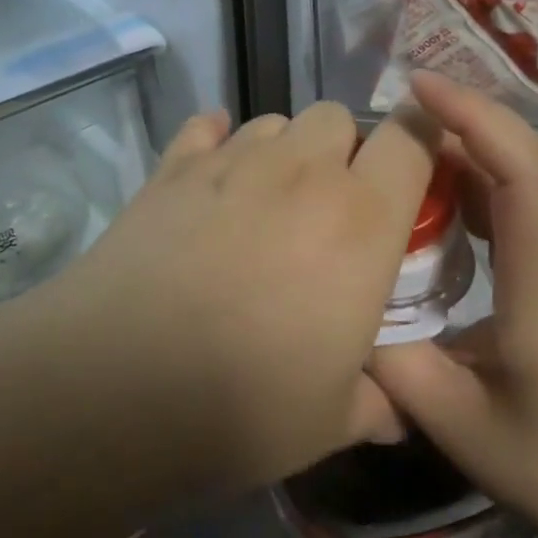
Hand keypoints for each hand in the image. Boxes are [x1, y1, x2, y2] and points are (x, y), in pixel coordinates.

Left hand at [62, 101, 436, 492]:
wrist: (115, 386)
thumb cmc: (244, 404)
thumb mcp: (332, 420)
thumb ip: (378, 403)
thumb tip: (397, 412)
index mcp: (361, 219)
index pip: (411, 139)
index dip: (422, 138)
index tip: (417, 167)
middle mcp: (302, 171)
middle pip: (338, 117)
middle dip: (344, 149)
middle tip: (329, 207)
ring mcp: (232, 161)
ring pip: (276, 120)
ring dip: (284, 149)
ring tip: (266, 200)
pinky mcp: (173, 167)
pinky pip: (206, 127)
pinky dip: (216, 141)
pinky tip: (209, 177)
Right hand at [368, 74, 537, 537]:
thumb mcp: (456, 424)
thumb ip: (390, 360)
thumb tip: (345, 303)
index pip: (525, 175)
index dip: (476, 120)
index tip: (421, 88)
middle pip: (526, 159)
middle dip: (462, 120)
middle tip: (392, 113)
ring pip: (525, 175)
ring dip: (467, 147)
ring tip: (402, 144)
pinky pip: (524, 202)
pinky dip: (477, 181)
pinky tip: (435, 196)